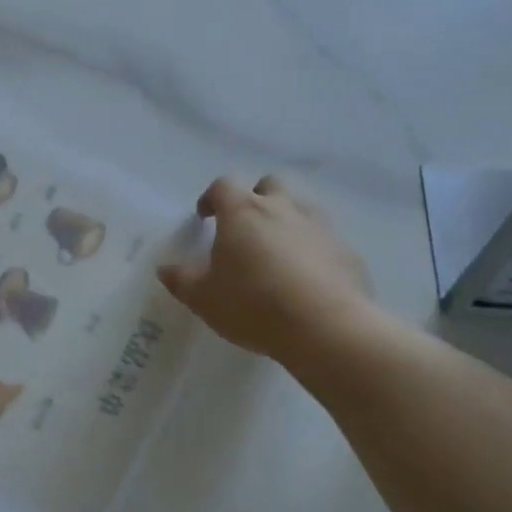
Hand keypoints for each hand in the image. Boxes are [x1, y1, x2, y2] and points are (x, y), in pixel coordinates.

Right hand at [159, 175, 371, 362]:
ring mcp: (320, 226)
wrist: (326, 327)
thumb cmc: (254, 305)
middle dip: (256, 198)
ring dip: (287, 221)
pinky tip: (308, 278)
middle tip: (246, 228)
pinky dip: (314, 249)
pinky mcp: (347, 250)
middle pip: (270, 185)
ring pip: (302, 208)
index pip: (224, 185)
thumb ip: (182, 280)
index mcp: (243, 212)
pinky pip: (325, 240)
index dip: (212, 198)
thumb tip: (165, 268)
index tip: (205, 216)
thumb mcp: (204, 299)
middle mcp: (283, 208)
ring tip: (278, 252)